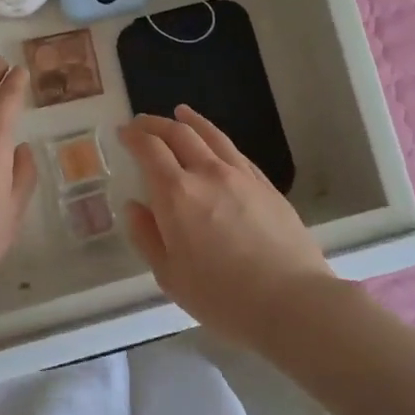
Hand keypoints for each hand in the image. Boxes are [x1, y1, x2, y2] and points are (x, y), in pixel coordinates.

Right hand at [118, 105, 334, 349]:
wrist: (291, 300)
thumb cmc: (222, 297)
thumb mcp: (170, 277)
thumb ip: (147, 237)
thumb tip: (134, 206)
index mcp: (176, 194)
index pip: (150, 149)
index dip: (134, 136)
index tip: (123, 132)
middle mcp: (207, 173)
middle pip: (179, 134)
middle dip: (156, 124)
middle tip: (142, 123)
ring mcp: (241, 176)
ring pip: (211, 135)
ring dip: (191, 121)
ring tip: (180, 113)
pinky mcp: (266, 185)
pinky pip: (236, 152)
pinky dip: (218, 140)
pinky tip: (216, 144)